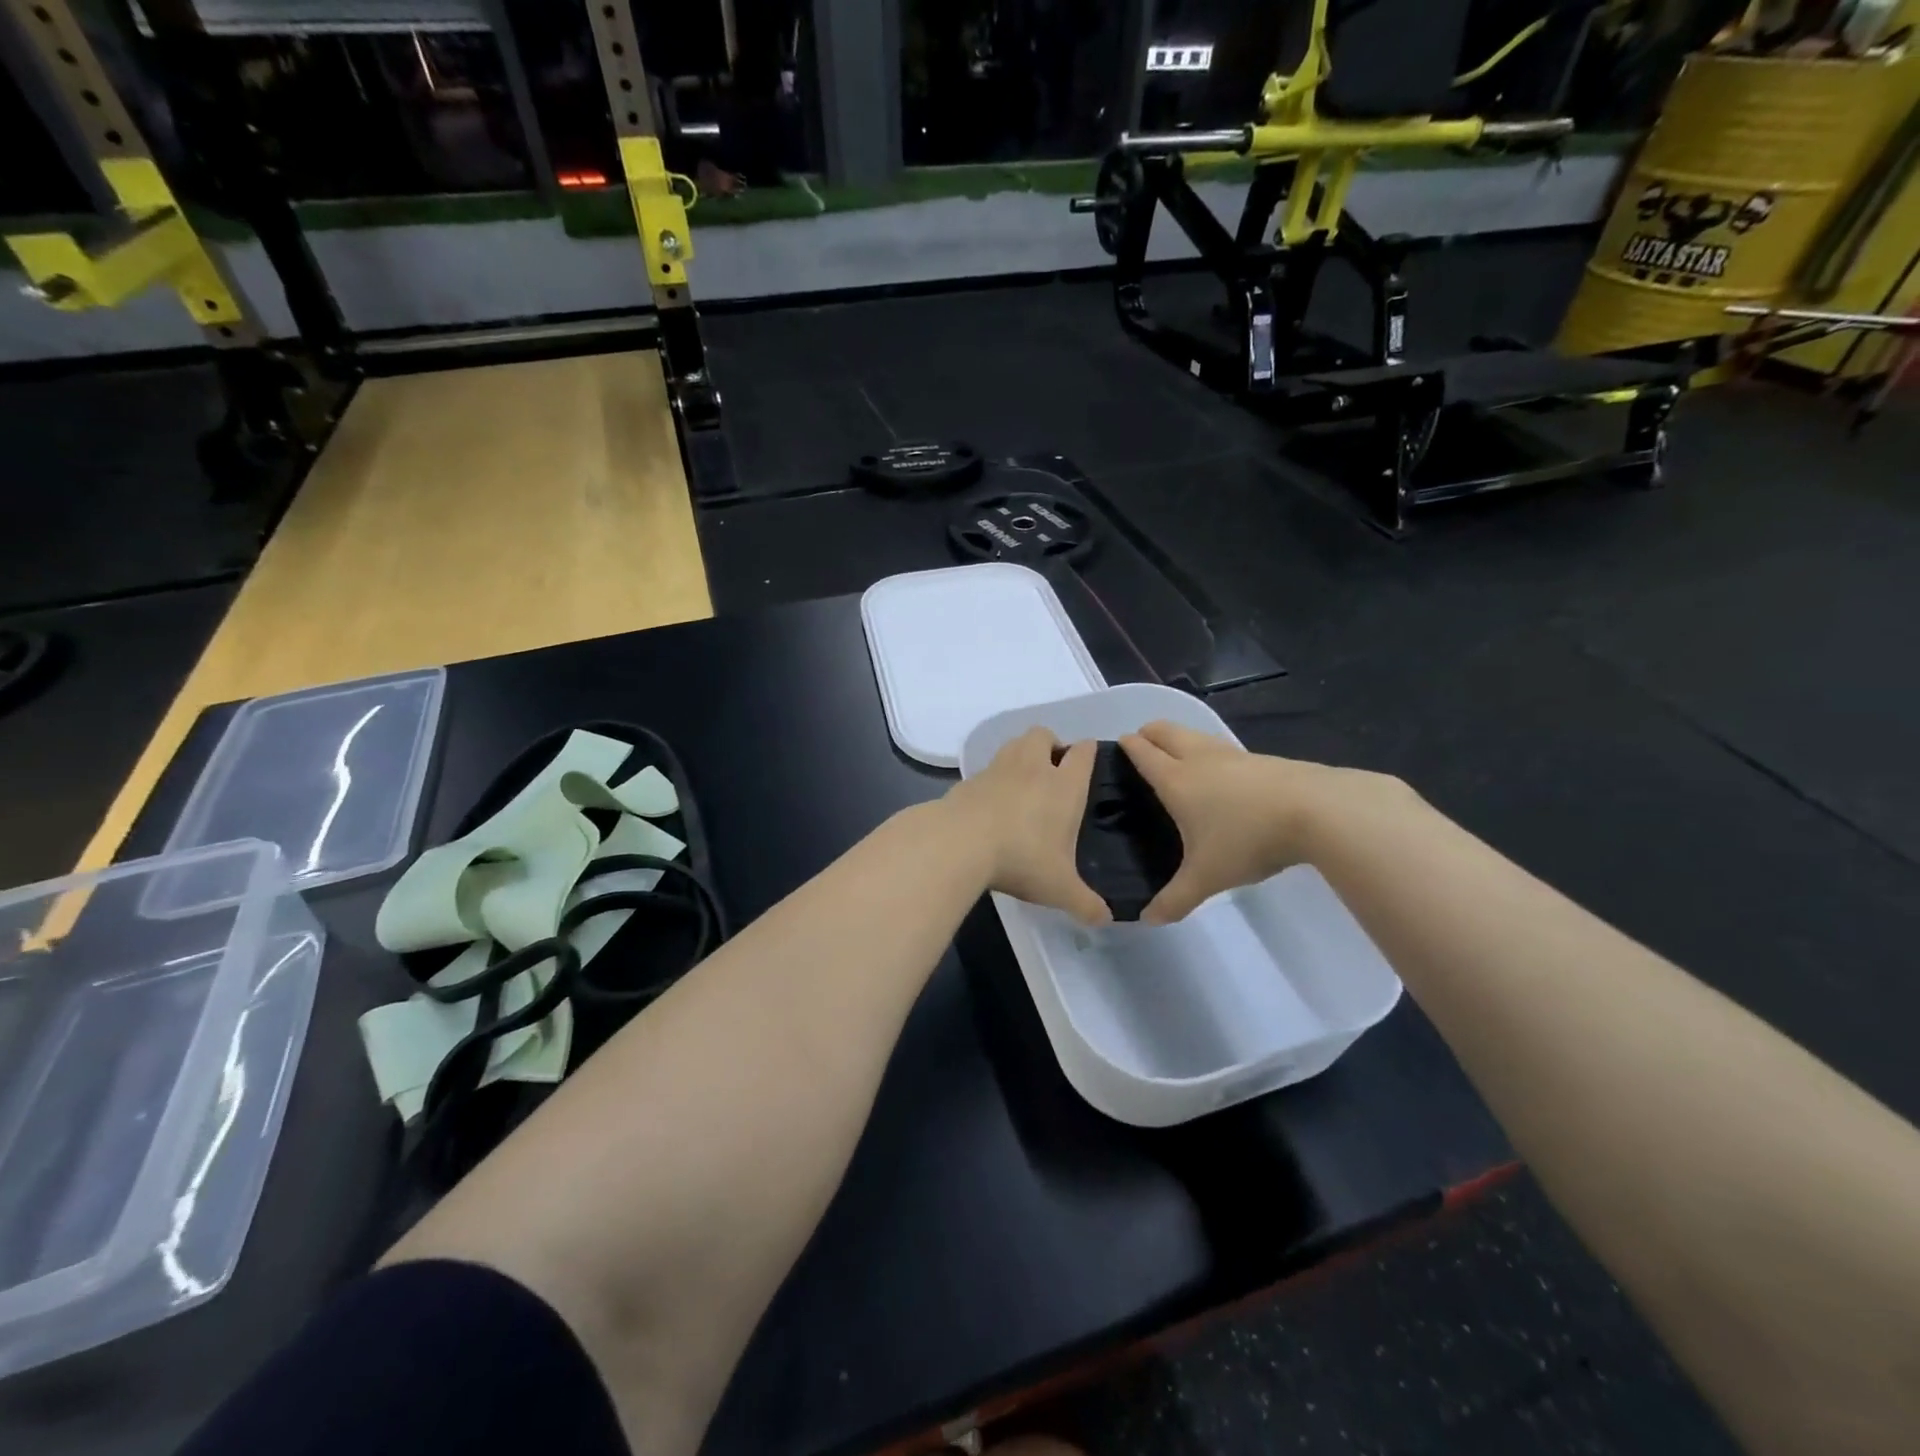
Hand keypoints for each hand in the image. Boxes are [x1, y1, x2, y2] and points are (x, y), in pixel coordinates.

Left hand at [943, 728, 1110, 925]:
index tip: (1088, 758)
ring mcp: (997, 769)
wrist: (959, 843)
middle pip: (1043, 734)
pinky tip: (992, 802)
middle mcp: (1032, 768)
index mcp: (1064, 785)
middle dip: (1051, 744)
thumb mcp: (1059, 888)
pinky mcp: (968, 780)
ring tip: (1023, 781)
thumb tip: (1105, 919)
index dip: (1088, 751)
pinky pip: (987, 769)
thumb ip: (1084, 903)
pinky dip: (993, 778)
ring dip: (1021, 753)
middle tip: (1052, 769)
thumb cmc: (1022, 859)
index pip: (1082, 752)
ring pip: (1013, 744)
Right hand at [1119, 720, 1403, 923]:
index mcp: (1175, 779)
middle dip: (1148, 733)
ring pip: (1194, 734)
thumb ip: (1175, 899)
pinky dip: (1207, 752)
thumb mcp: (1207, 878)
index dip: (1126, 747)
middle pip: (1164, 730)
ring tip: (1176, 760)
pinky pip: (1220, 747)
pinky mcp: (1259, 759)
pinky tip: (1218, 776)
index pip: (1142, 752)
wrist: (1316, 811)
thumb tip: (1147, 919)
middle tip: (1140, 750)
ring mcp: (1231, 754)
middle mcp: (1198, 758)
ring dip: (1178, 739)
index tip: (1116, 748)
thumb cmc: (1247, 839)